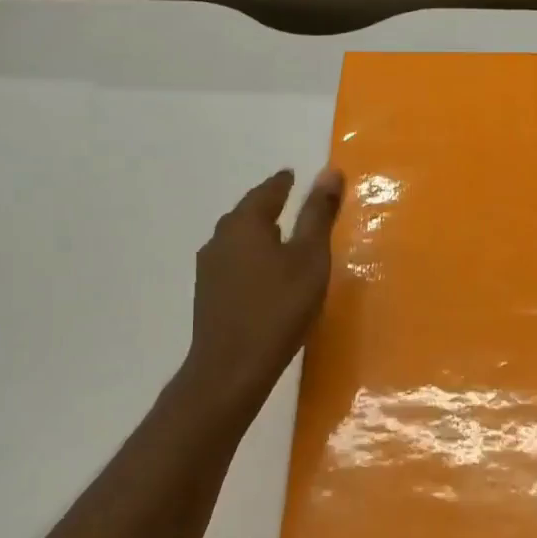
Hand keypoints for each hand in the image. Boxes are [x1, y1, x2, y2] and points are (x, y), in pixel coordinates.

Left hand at [182, 167, 343, 409]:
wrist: (232, 366)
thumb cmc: (279, 307)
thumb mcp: (310, 258)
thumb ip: (318, 215)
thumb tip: (329, 171)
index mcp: (245, 223)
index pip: (267, 191)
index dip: (283, 183)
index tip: (293, 176)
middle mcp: (221, 238)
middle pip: (247, 213)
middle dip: (267, 206)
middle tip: (289, 201)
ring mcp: (209, 268)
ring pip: (237, 239)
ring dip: (257, 234)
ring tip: (279, 237)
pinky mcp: (207, 294)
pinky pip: (233, 262)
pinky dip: (250, 257)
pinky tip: (263, 273)